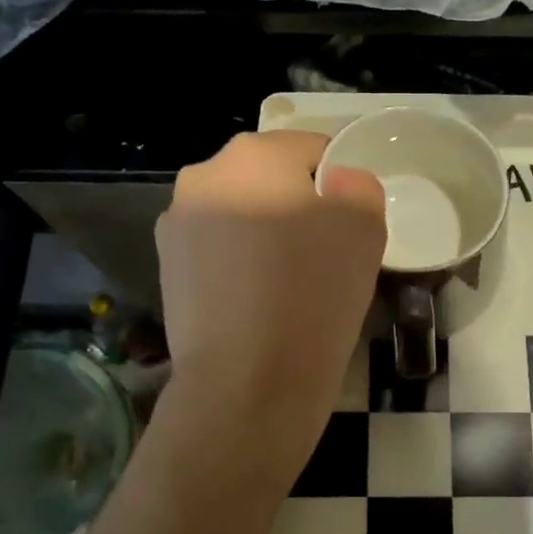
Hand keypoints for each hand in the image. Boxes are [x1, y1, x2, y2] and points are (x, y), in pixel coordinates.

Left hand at [155, 131, 384, 449]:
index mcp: (253, 154)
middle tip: (328, 255)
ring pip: (243, 215)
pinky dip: (242, 266)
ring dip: (268, 235)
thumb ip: (358, 186)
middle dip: (300, 206)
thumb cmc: (313, 295)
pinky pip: (220, 253)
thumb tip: (337, 185)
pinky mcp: (167, 270)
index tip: (354, 227)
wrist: (247, 384)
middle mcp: (204, 176)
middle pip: (272, 179)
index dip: (343, 184)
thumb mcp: (364, 227)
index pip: (314, 149)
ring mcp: (177, 225)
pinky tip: (260, 304)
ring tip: (292, 285)